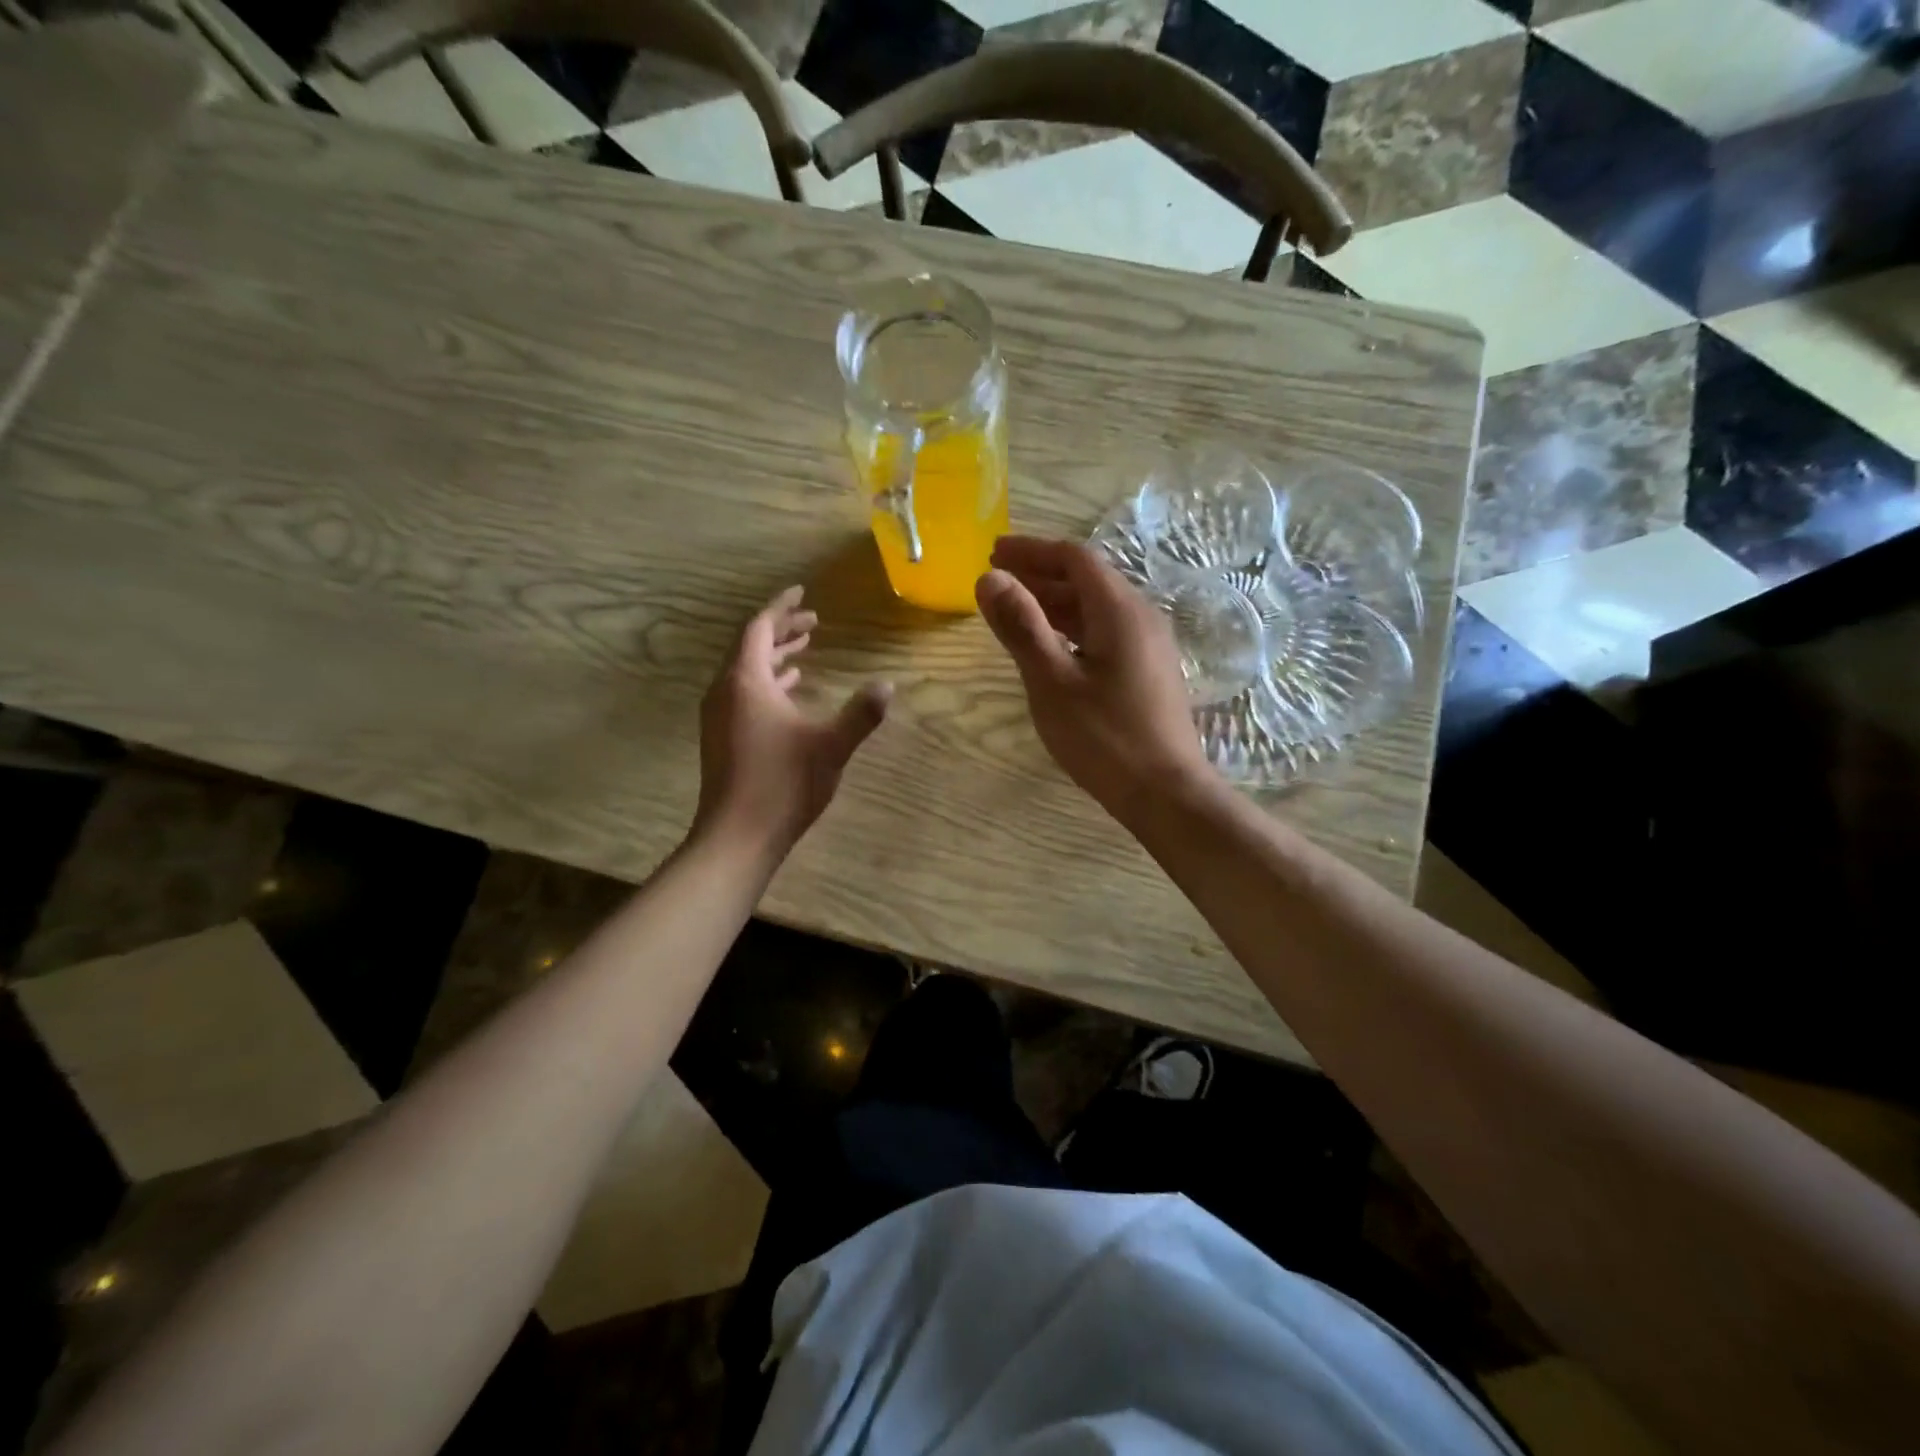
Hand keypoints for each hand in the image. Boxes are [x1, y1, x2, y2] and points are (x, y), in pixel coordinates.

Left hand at [693, 586, 891, 864]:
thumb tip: (887, 684)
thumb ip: (861, 712)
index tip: (801, 591)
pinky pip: (743, 691)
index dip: (781, 606)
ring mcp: (719, 714)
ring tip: (805, 647)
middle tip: (814, 620)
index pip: (759, 627)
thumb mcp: (832, 745)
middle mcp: (725, 690)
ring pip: (746, 670)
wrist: (738, 835)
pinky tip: (789, 690)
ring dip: (775, 655)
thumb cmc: (784, 783)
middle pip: (751, 645)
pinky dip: (767, 680)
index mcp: (746, 681)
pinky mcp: (721, 736)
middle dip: (782, 629)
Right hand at [976, 537, 1213, 822]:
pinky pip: (1106, 633)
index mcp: (1119, 611)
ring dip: (1055, 603)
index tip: (993, 552)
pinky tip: (1051, 647)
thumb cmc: (1105, 738)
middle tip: (996, 580)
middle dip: (1040, 575)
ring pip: (1097, 609)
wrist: (1166, 794)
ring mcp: (1150, 645)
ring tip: (1015, 611)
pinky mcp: (1149, 671)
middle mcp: (1141, 617)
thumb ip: (1021, 627)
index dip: (1031, 550)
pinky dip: (1073, 628)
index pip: (1074, 558)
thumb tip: (989, 578)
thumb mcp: (1052, 682)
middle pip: (1087, 580)